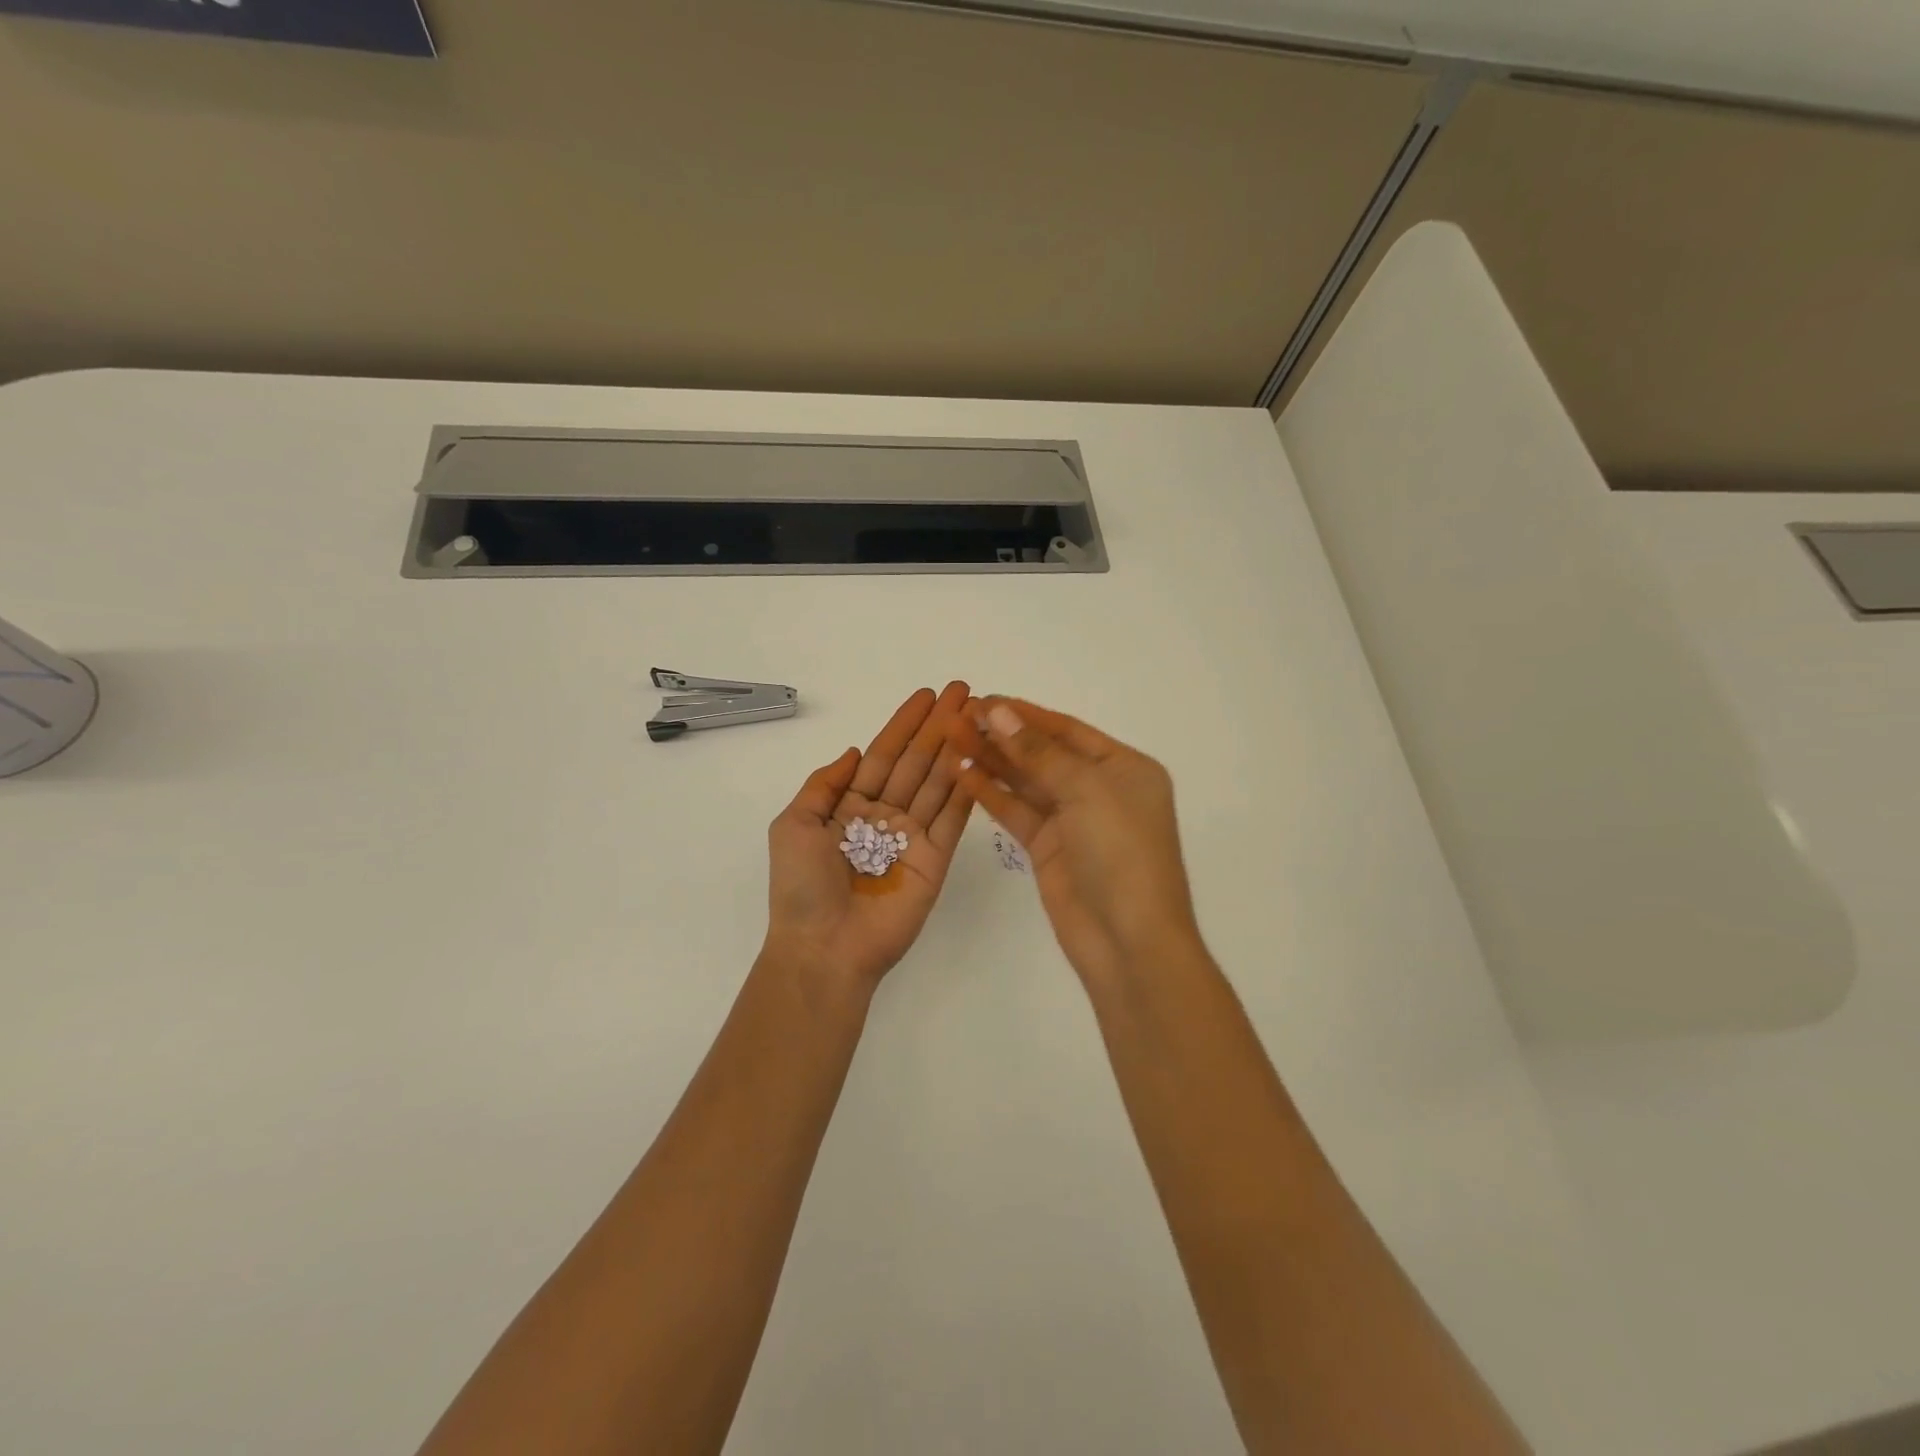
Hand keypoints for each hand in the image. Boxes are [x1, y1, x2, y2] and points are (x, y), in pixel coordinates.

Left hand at [764, 682, 976, 992]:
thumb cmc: (802, 886)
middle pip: (915, 762)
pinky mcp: (935, 860)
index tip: (925, 696)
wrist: (824, 947)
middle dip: (937, 727)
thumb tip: (852, 751)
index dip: (903, 725)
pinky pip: (953, 819)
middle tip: (962, 692)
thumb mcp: (793, 824)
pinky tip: (980, 758)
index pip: (881, 755)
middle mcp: (884, 817)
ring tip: (978, 717)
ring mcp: (912, 838)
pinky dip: (966, 789)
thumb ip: (823, 785)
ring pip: (937, 783)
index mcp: (850, 807)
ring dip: (957, 749)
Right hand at [953, 698, 1200, 985]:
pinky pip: (1016, 812)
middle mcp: (1099, 789)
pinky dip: (990, 793)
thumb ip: (1039, 752)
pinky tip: (961, 772)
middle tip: (958, 717)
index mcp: (1124, 768)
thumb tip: (1000, 711)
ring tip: (951, 738)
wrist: (1128, 940)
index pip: (1067, 731)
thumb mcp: (1086, 791)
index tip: (983, 700)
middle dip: (1002, 735)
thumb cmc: (1121, 853)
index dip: (1024, 714)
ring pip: (1025, 782)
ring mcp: (1072, 821)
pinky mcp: (1048, 848)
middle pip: (1043, 753)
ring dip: (991, 760)